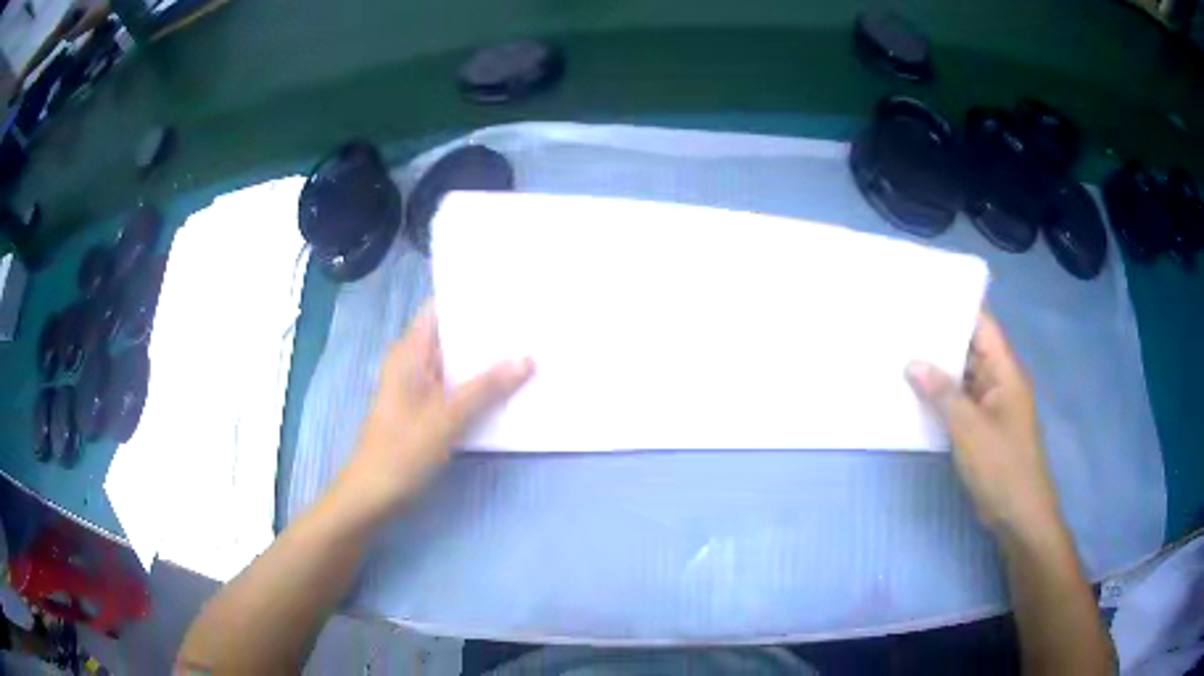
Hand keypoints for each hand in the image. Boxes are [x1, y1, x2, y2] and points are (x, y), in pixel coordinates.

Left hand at [336, 302, 533, 516]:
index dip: (471, 299)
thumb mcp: (447, 417)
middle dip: (487, 332)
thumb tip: (527, 358)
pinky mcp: (426, 410)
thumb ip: (487, 387)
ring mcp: (419, 388)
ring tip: (528, 348)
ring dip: (485, 361)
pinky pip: (456, 388)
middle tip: (530, 322)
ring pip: (456, 364)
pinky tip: (508, 387)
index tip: (509, 293)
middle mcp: (413, 363)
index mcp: (409, 352)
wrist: (374, 493)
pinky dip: (478, 386)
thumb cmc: (403, 450)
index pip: (440, 310)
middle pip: (452, 337)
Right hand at [907, 313, 1060, 537]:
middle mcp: (999, 380)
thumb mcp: (969, 428)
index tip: (924, 292)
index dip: (957, 305)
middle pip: (970, 347)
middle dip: (940, 336)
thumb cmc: (1001, 465)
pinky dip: (940, 397)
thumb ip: (942, 393)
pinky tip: (914, 394)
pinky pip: (959, 402)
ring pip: (963, 376)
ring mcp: (990, 405)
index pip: (983, 324)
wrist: (1018, 513)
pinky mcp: (981, 427)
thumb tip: (912, 362)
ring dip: (937, 369)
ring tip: (900, 352)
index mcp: (1005, 370)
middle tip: (901, 322)